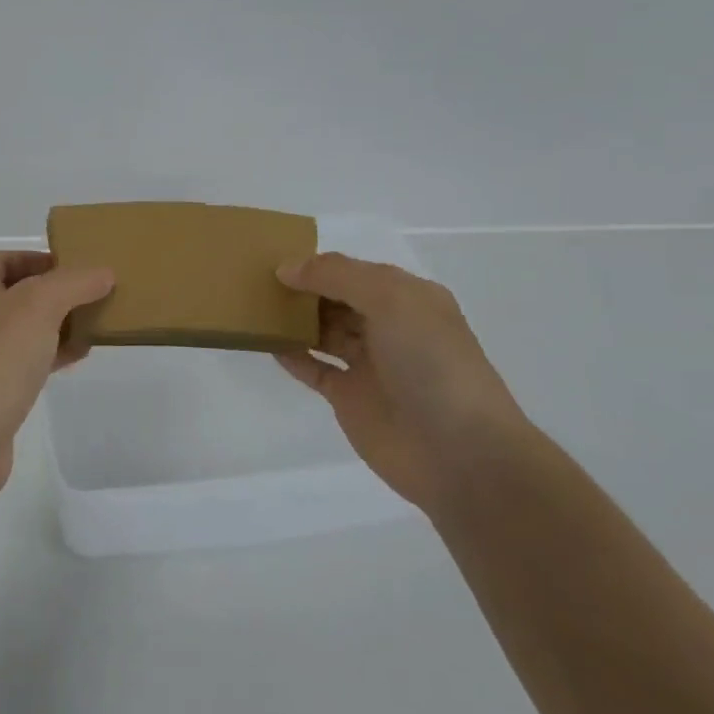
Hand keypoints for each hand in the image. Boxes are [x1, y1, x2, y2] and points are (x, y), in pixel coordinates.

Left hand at [0, 252, 114, 500]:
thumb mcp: (38, 306)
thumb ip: (73, 283)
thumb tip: (103, 273)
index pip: (5, 258)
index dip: (40, 258)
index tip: (79, 267)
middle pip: (17, 292)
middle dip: (56, 293)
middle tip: (95, 296)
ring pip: (23, 329)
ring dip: (57, 325)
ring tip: (96, 325)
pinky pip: (23, 362)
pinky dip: (50, 355)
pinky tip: (77, 358)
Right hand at [274, 254, 533, 512]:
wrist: (459, 453)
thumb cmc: (431, 364)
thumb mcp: (391, 300)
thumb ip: (337, 276)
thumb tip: (286, 268)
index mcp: (408, 299)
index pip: (354, 271)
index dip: (317, 265)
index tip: (273, 260)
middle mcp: (390, 327)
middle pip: (336, 300)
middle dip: (302, 290)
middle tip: (255, 282)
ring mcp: (369, 364)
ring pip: (324, 332)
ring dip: (294, 320)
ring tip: (254, 308)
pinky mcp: (350, 398)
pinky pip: (314, 368)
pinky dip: (292, 355)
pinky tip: (266, 343)